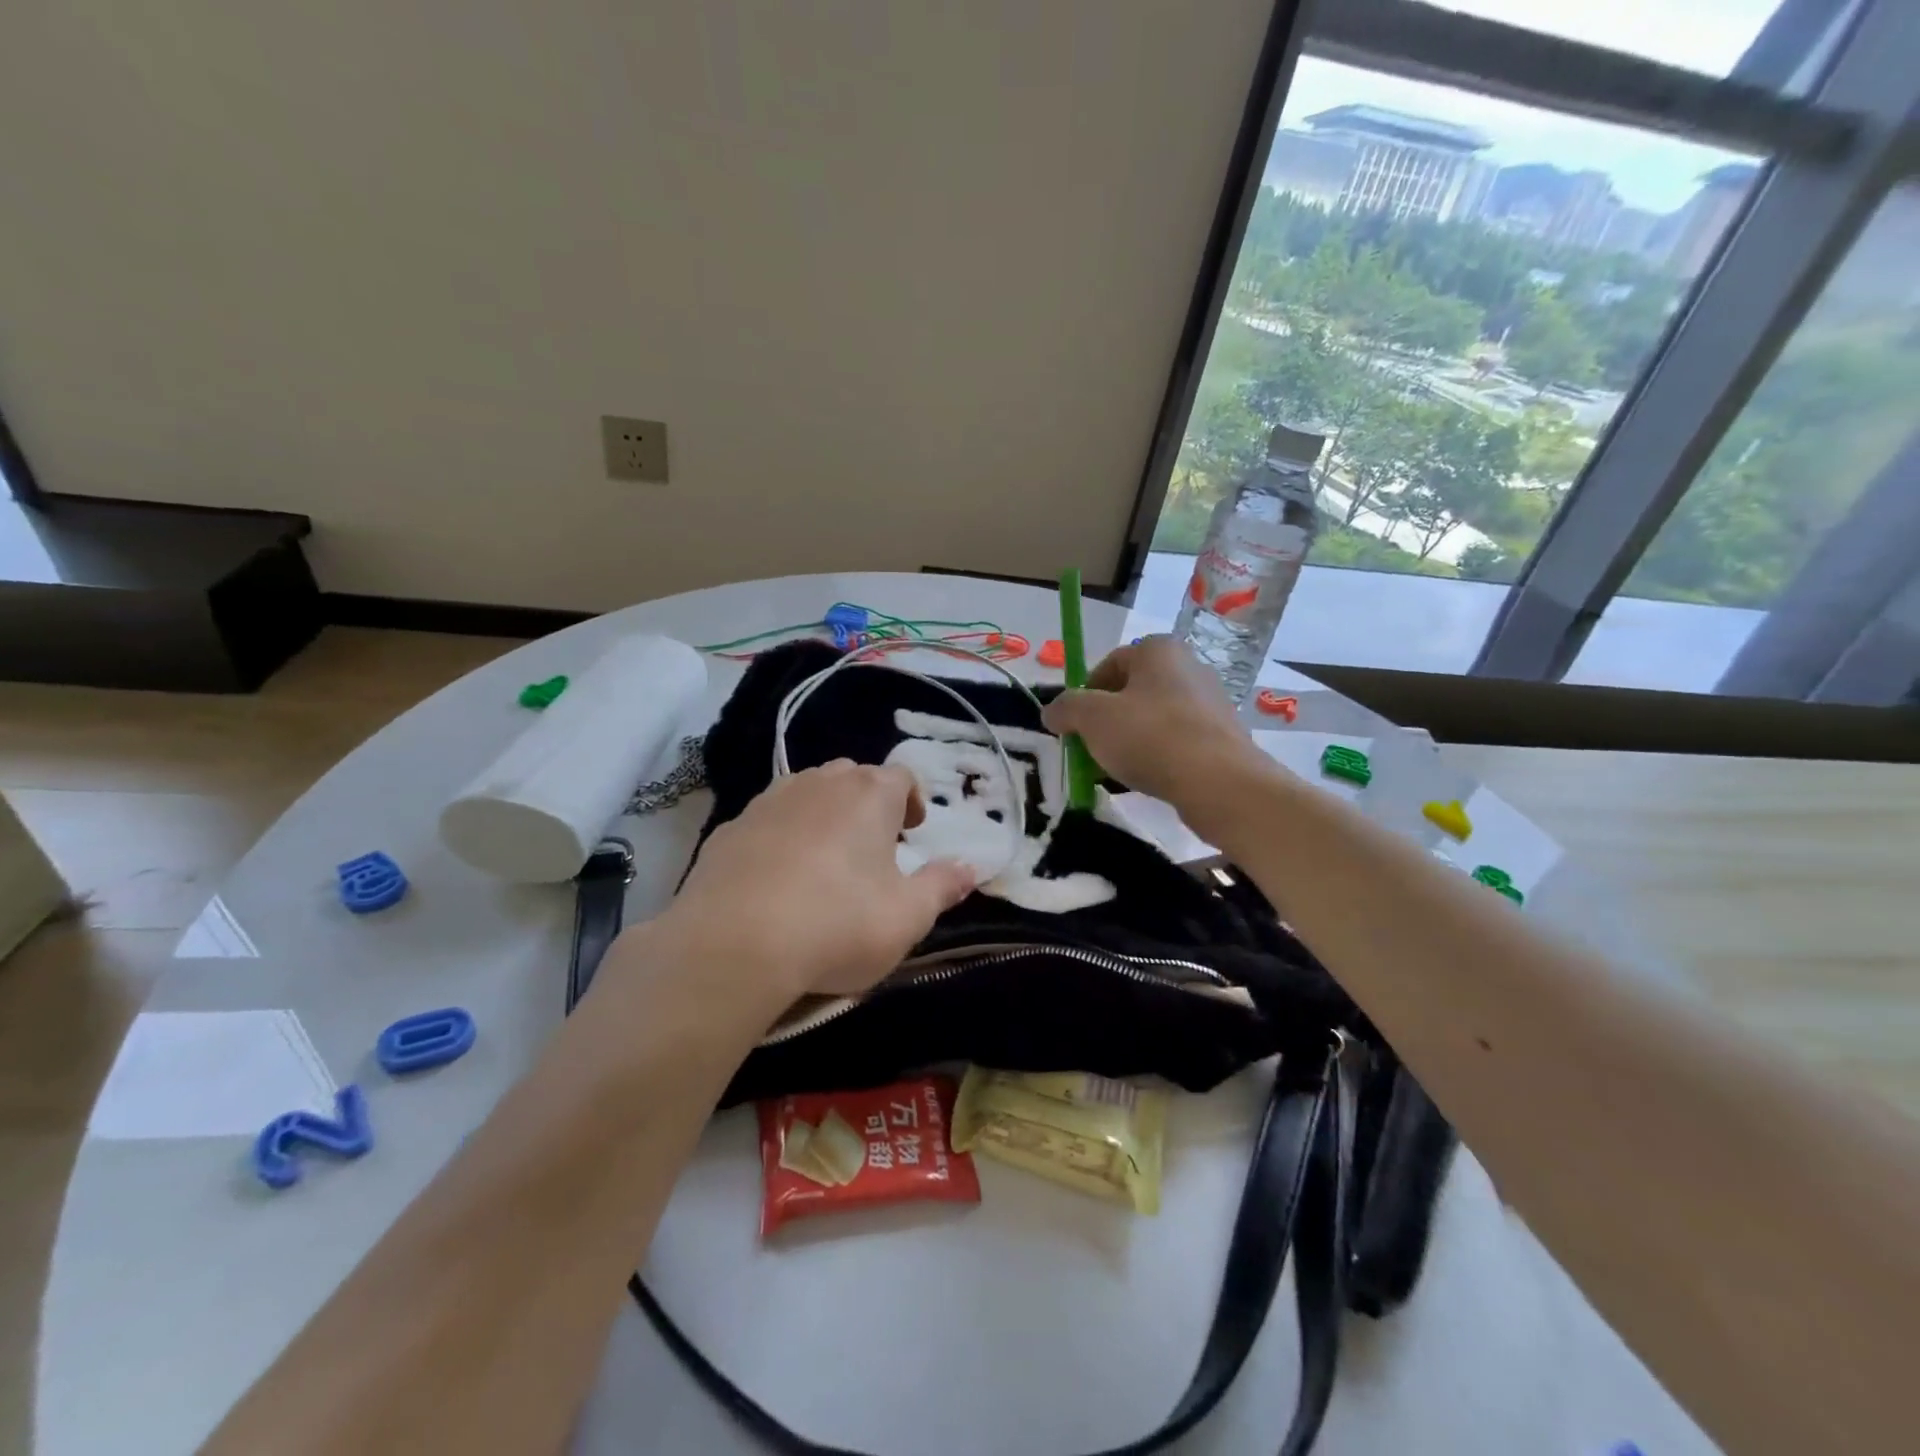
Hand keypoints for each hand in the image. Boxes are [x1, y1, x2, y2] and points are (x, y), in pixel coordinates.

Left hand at [664, 761, 975, 999]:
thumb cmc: (837, 925)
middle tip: (873, 845)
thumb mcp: (907, 917)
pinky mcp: (729, 828)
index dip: (912, 800)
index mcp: (869, 795)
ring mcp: (769, 801)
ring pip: (807, 793)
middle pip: (853, 777)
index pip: (901, 777)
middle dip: (868, 803)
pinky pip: (768, 820)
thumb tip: (971, 867)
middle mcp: (819, 784)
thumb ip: (942, 887)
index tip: (913, 831)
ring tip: (826, 859)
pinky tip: (777, 877)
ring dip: (823, 815)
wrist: (733, 945)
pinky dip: (781, 836)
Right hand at [1042, 636, 1263, 810]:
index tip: (1073, 724)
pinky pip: (1174, 742)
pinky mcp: (1221, 738)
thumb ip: (1066, 709)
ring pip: (1152, 720)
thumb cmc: (1150, 736)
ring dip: (1127, 742)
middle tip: (1088, 749)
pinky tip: (1142, 781)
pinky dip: (1154, 757)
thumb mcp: (1092, 718)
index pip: (1110, 662)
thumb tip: (1052, 712)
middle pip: (1131, 692)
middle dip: (1104, 721)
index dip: (1084, 692)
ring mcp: (1209, 704)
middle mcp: (1188, 668)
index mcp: (1159, 650)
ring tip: (1112, 771)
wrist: (1219, 783)